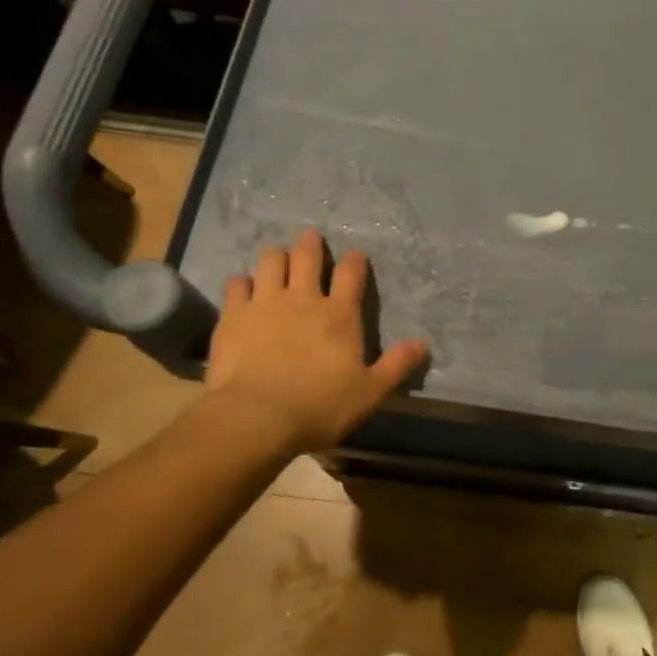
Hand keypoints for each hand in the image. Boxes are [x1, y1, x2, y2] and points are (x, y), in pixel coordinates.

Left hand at [199, 228, 428, 451]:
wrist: (256, 418)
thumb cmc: (320, 407)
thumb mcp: (370, 392)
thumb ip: (397, 365)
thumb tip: (424, 344)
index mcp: (340, 314)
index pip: (351, 274)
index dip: (354, 261)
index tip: (355, 255)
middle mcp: (303, 299)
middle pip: (307, 256)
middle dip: (310, 244)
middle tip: (310, 237)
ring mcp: (265, 303)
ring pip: (270, 261)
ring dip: (277, 256)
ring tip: (278, 258)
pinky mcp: (233, 315)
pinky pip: (237, 284)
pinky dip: (242, 282)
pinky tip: (244, 288)